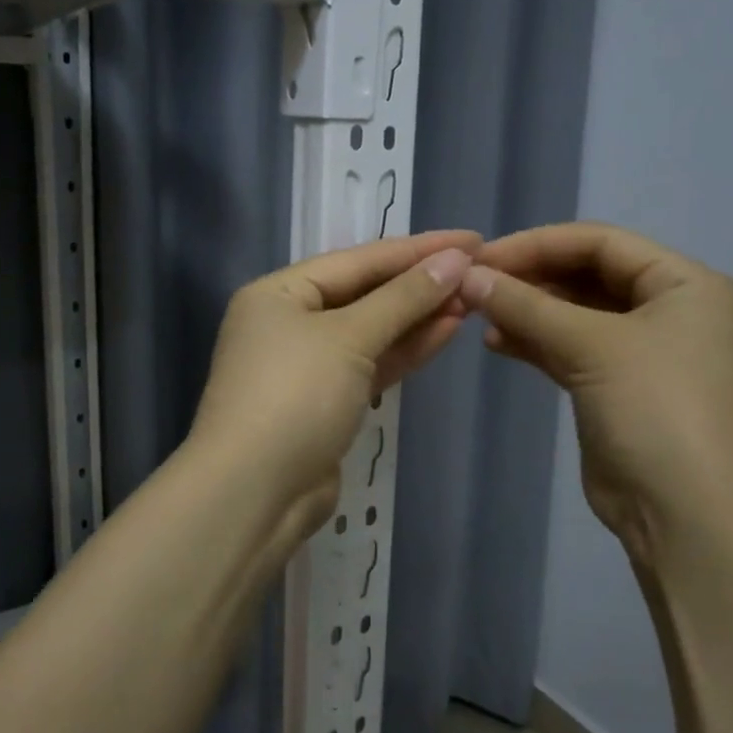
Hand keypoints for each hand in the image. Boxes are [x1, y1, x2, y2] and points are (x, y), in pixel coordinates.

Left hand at [188, 230, 480, 543]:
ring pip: (370, 331)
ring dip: (417, 316)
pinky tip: (446, 331)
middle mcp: (288, 323)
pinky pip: (370, 364)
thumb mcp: (349, 338)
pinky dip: (404, 350)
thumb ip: (403, 299)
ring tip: (471, 298)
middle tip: (478, 271)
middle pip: (363, 293)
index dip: (417, 248)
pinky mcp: (325, 403)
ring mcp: (306, 366)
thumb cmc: (294, 397)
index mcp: (278, 294)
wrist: (254, 493)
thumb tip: (454, 260)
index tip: (472, 240)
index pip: (358, 260)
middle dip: (419, 284)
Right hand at [460, 222, 732, 563]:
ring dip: (528, 311)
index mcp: (684, 284)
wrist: (687, 517)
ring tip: (478, 315)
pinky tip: (497, 342)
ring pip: (575, 314)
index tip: (481, 257)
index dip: (538, 244)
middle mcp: (669, 310)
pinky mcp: (618, 388)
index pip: (601, 243)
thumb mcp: (592, 347)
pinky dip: (535, 342)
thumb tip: (468, 276)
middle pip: (587, 275)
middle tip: (473, 286)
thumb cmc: (655, 412)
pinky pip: (571, 349)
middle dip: (530, 278)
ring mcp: (644, 352)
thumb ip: (527, 306)